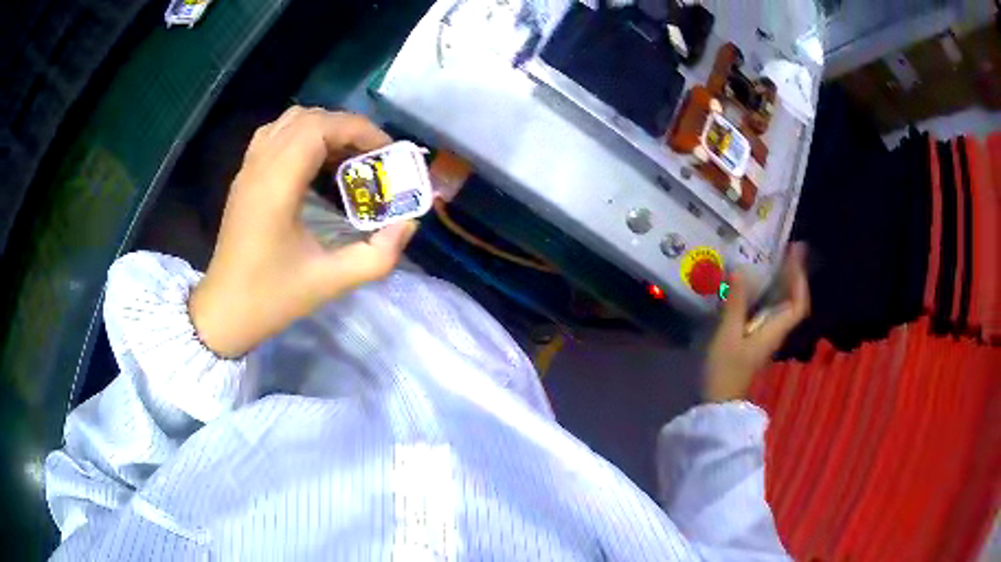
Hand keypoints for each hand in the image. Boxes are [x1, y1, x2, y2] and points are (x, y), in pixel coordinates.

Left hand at [189, 108, 417, 357]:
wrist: (225, 311)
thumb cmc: (272, 297)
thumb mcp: (331, 282)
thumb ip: (378, 255)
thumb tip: (409, 224)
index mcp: (277, 186)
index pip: (320, 127)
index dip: (359, 130)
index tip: (385, 152)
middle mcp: (259, 166)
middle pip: (307, 118)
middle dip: (346, 128)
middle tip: (372, 156)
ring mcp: (247, 169)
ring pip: (289, 122)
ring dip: (323, 128)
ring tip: (347, 156)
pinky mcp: (243, 178)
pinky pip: (274, 135)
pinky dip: (301, 135)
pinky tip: (315, 162)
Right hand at [704, 243, 809, 402]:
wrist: (718, 402)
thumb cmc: (725, 370)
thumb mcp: (727, 336)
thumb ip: (735, 304)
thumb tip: (740, 271)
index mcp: (774, 330)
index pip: (798, 304)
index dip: (800, 279)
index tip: (796, 255)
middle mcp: (775, 331)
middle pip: (792, 302)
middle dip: (793, 276)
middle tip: (786, 250)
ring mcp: (765, 337)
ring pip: (781, 306)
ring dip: (781, 284)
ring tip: (773, 261)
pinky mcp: (755, 340)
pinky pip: (768, 311)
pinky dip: (767, 295)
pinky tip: (755, 286)